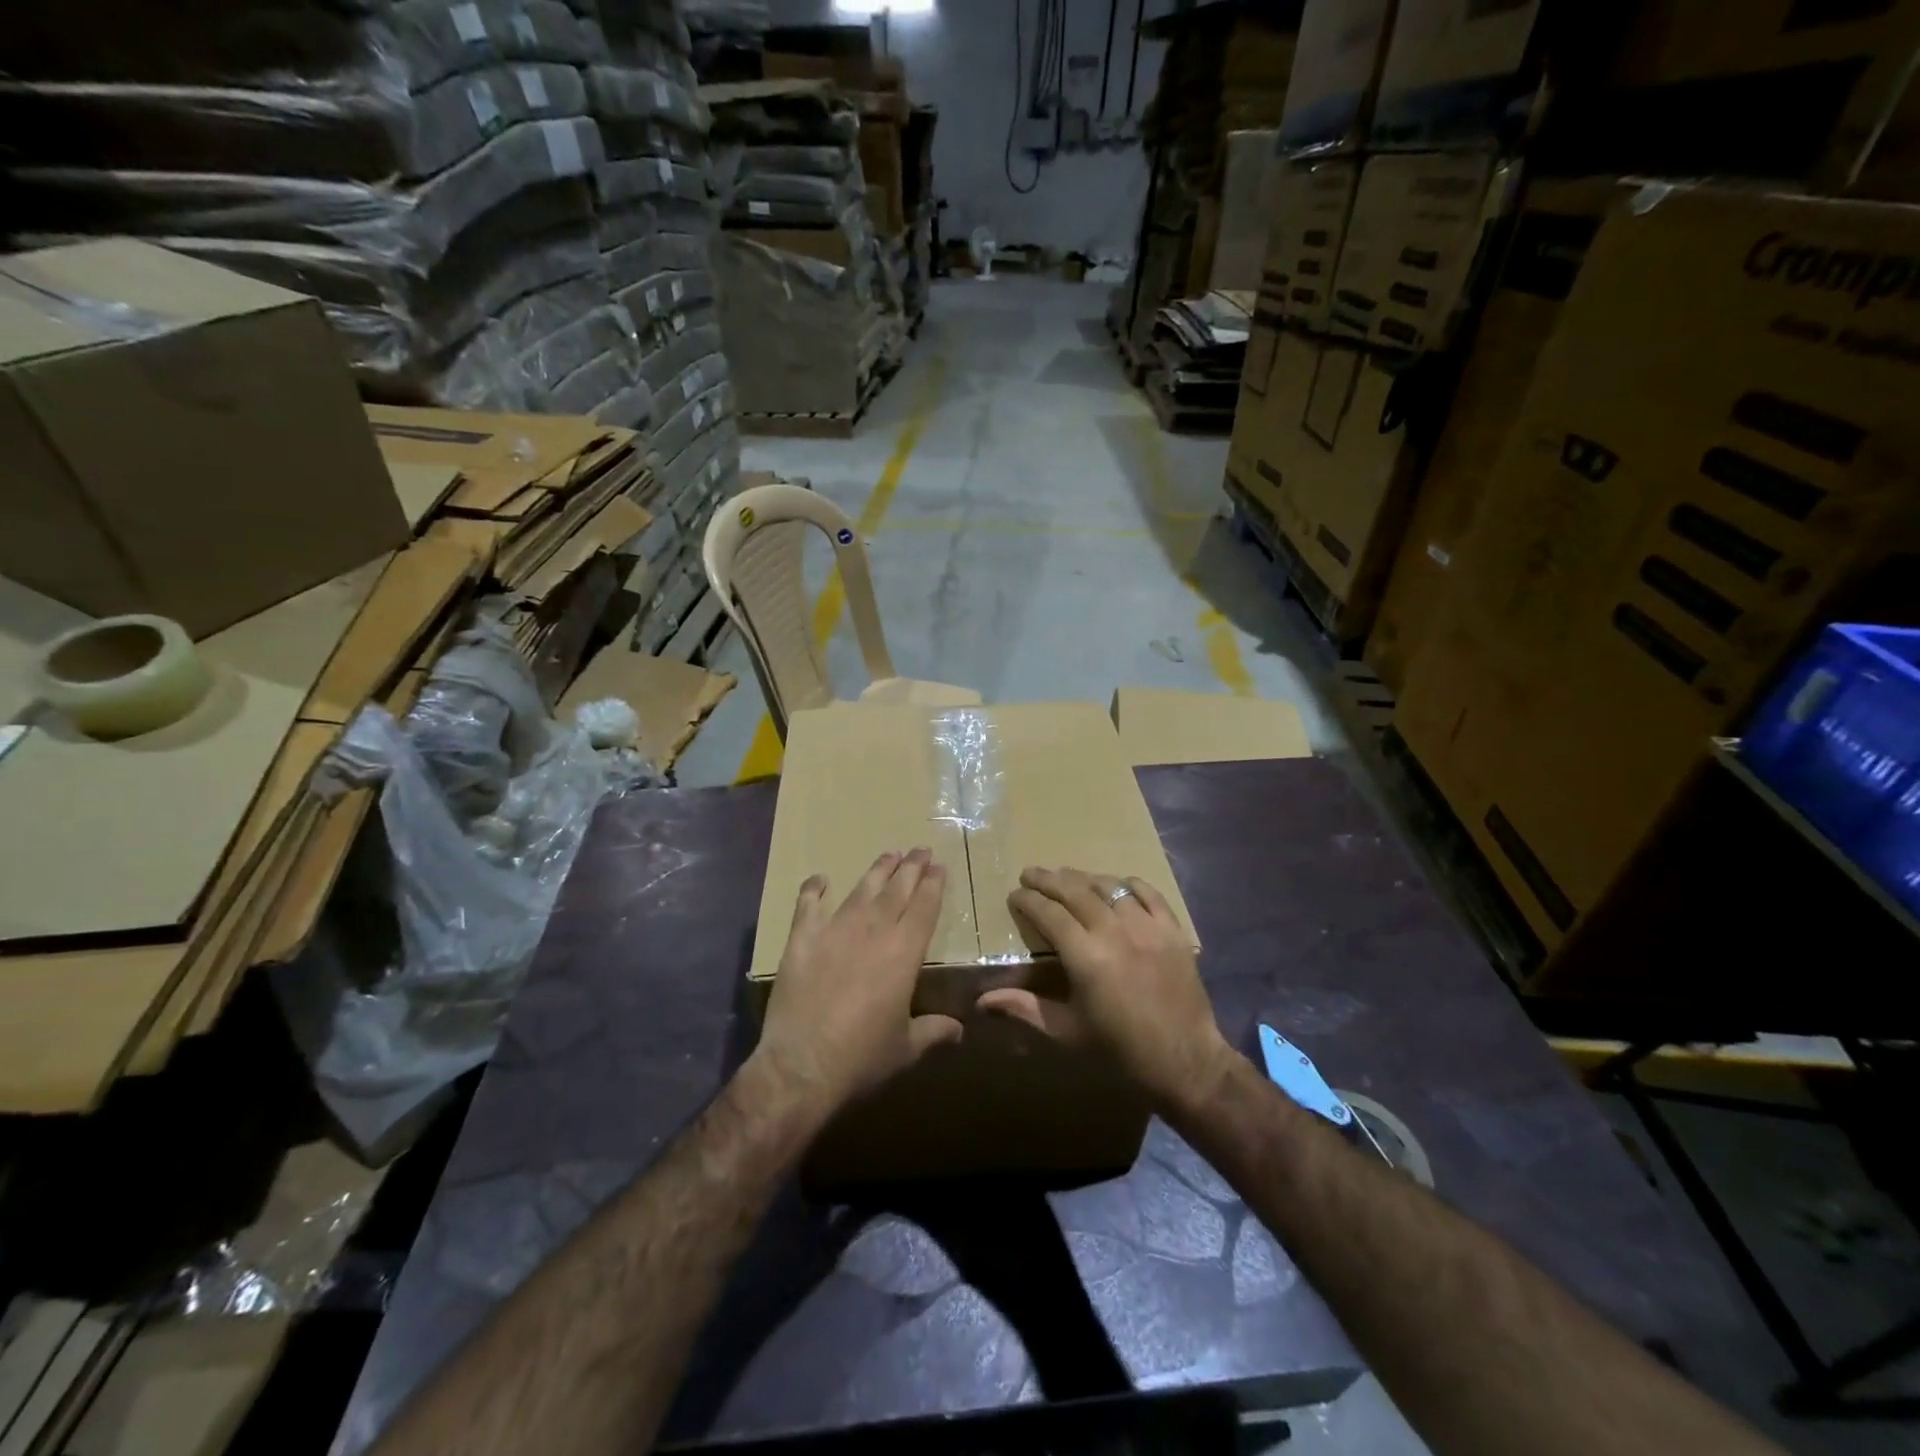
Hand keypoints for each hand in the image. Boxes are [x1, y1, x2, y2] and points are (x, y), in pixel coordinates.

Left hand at [751, 848, 962, 1117]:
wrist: (802, 1065)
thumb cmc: (862, 1057)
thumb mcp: (907, 1048)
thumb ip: (933, 1031)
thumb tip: (959, 1030)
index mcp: (904, 953)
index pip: (925, 907)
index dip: (934, 885)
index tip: (939, 866)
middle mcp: (873, 932)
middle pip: (897, 890)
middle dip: (912, 867)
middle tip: (920, 850)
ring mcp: (834, 931)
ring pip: (861, 891)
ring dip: (877, 871)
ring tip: (889, 855)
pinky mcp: (802, 940)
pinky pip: (808, 905)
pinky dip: (814, 889)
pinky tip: (820, 879)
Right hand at [980, 866, 1233, 1111]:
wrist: (1184, 1060)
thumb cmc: (1119, 1048)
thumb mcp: (1066, 1031)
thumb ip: (1024, 1008)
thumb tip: (981, 1001)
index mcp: (1085, 956)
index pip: (1049, 913)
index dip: (1029, 900)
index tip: (1015, 894)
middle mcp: (1114, 931)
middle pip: (1076, 891)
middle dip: (1049, 879)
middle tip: (1031, 873)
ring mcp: (1147, 927)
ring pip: (1110, 887)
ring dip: (1084, 878)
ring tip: (1067, 876)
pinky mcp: (1172, 930)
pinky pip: (1148, 893)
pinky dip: (1128, 884)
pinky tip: (1116, 884)